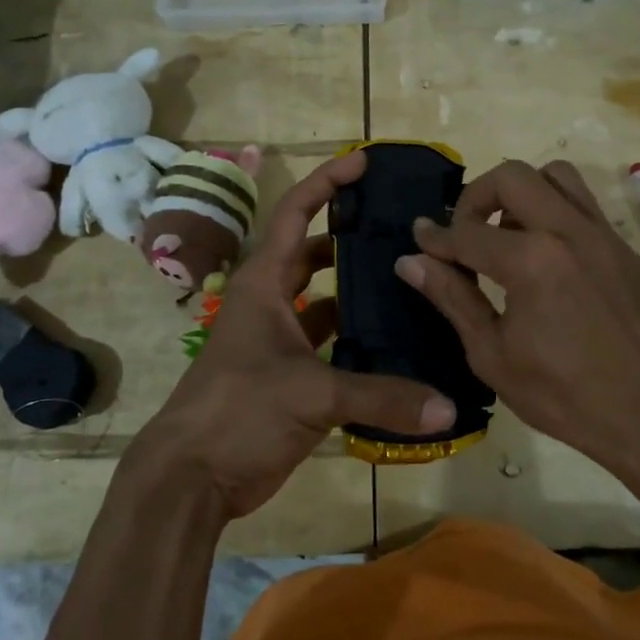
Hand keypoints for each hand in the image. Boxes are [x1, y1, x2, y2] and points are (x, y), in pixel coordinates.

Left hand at [130, 150, 456, 518]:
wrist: (191, 477)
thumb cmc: (238, 411)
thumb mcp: (310, 394)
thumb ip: (380, 397)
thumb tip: (447, 406)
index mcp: (263, 283)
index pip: (296, 213)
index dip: (327, 182)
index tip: (364, 162)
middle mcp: (270, 302)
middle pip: (314, 253)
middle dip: (352, 235)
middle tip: (402, 227)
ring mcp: (279, 339)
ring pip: (324, 299)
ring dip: (357, 290)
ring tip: (408, 279)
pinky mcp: (289, 374)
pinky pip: (329, 343)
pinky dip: (356, 339)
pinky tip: (395, 341)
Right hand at [395, 159, 639, 483]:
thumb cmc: (562, 395)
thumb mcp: (492, 354)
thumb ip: (452, 298)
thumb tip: (410, 261)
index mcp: (531, 261)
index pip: (467, 232)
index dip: (436, 236)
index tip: (420, 237)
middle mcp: (569, 232)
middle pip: (512, 176)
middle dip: (476, 197)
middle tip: (467, 232)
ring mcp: (605, 236)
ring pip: (557, 176)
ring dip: (523, 193)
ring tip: (510, 234)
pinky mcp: (627, 250)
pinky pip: (586, 210)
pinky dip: (557, 218)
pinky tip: (552, 263)